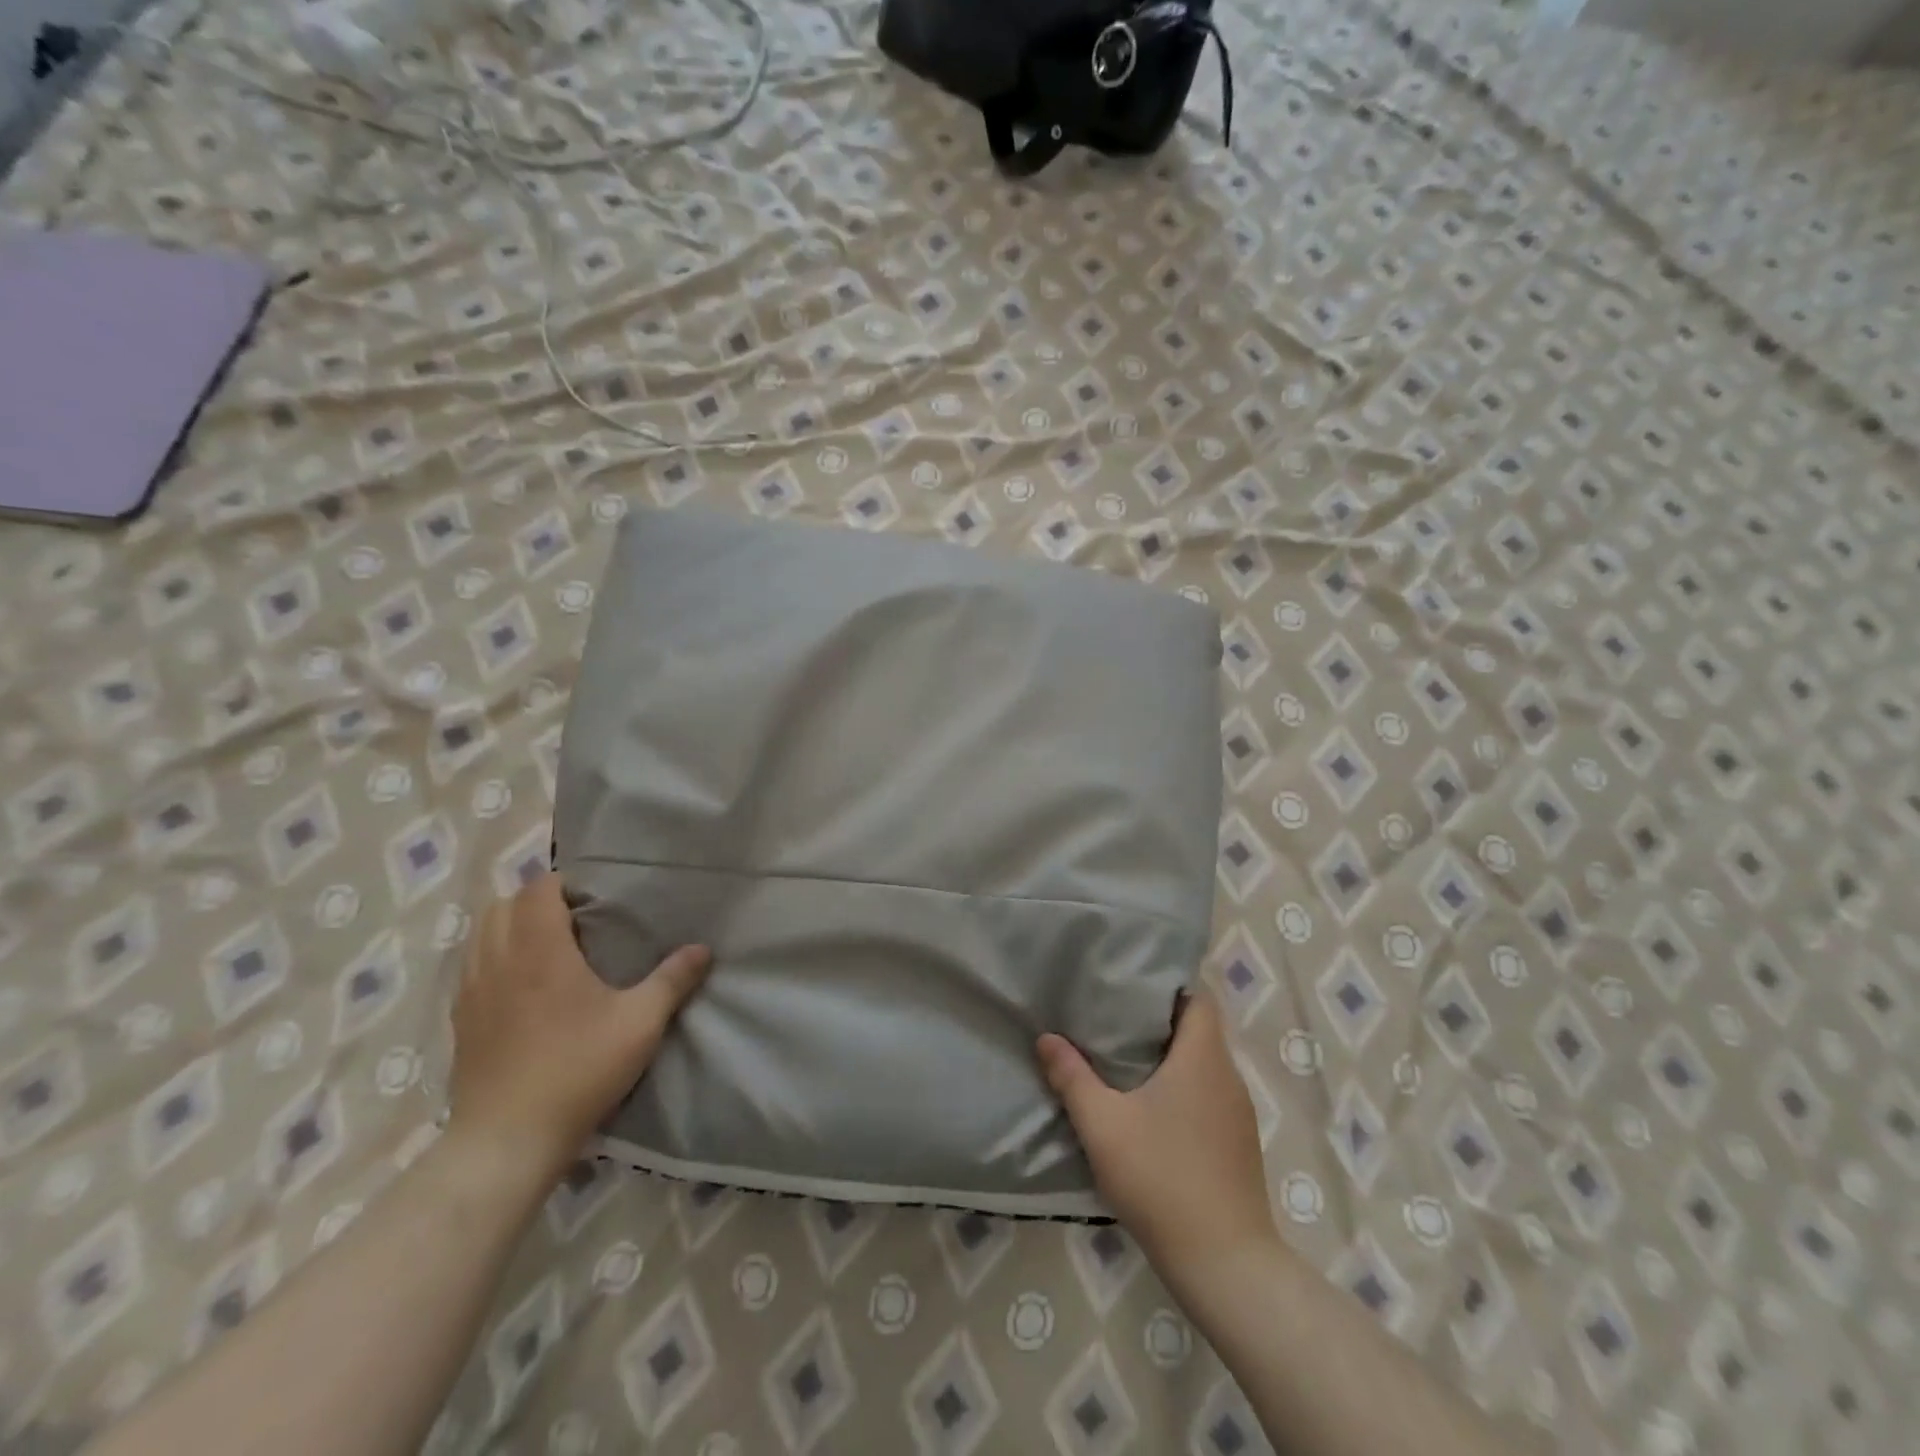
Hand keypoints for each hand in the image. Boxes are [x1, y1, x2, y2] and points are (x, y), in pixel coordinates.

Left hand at [448, 873, 711, 1183]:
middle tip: (572, 919)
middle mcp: (498, 961)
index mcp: (540, 950)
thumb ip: (672, 980)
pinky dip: (492, 959)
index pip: (537, 889)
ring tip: (546, 948)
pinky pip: (470, 969)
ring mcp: (471, 992)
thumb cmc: (578, 1070)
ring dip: (509, 928)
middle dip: (534, 901)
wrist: (507, 1141)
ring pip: (480, 936)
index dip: (562, 884)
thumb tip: (703, 948)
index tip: (592, 897)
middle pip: (501, 905)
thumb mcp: (640, 1023)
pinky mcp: (459, 1023)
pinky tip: (520, 988)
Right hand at [1037, 991, 1275, 1280]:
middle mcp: (1228, 1076)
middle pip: (1199, 1029)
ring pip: (1204, 1065)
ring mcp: (1238, 1113)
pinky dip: (1183, 1088)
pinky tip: (1152, 1110)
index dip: (1167, 986)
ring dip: (1171, 1057)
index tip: (1130, 988)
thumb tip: (1046, 1038)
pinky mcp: (1239, 1144)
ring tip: (1125, 1060)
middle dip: (1159, 1021)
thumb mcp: (1103, 1125)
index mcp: (1203, 1058)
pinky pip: (1210, 1095)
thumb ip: (1072, 1077)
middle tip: (1113, 1019)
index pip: (1198, 998)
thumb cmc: (1162, 1179)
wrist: (1225, 1265)